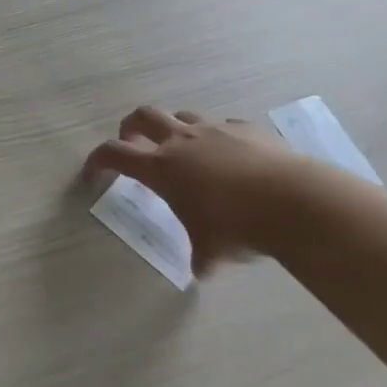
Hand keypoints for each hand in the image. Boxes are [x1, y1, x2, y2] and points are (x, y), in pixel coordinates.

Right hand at [85, 107, 321, 276]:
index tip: (93, 174)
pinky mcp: (246, 129)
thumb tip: (203, 270)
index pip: (114, 154)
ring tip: (184, 150)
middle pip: (143, 116)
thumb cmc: (237, 227)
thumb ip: (200, 256)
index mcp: (161, 167)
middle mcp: (182, 141)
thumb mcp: (211, 250)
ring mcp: (215, 130)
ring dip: (175, 129)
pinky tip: (231, 157)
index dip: (98, 161)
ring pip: (183, 115)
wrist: (293, 201)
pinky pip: (224, 126)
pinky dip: (219, 138)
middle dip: (131, 127)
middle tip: (132, 142)